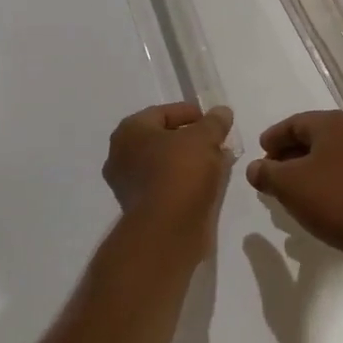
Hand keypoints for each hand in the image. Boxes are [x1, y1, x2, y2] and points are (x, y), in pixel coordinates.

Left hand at [104, 102, 235, 236]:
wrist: (167, 229)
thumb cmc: (181, 171)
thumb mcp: (205, 138)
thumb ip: (215, 122)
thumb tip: (222, 112)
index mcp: (129, 131)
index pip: (162, 113)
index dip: (190, 113)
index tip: (214, 121)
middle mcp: (121, 155)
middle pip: (162, 139)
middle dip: (191, 139)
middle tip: (216, 142)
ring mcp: (127, 185)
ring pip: (164, 164)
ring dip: (189, 162)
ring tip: (217, 163)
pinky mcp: (139, 209)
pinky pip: (165, 186)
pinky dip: (184, 182)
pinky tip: (207, 184)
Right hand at [245, 111, 342, 281]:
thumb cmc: (333, 199)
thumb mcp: (288, 184)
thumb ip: (266, 172)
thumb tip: (255, 168)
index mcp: (335, 123)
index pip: (295, 123)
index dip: (273, 138)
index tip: (259, 154)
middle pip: (314, 137)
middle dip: (289, 155)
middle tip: (270, 173)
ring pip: (330, 157)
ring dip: (306, 170)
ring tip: (288, 190)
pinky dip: (325, 181)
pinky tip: (313, 201)